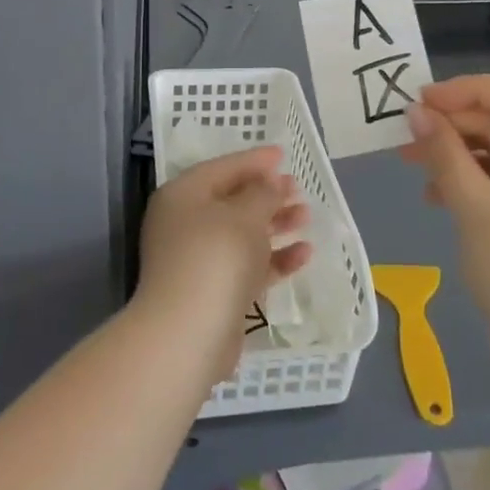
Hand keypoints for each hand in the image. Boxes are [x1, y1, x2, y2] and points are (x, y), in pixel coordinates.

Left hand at [137, 147, 312, 381]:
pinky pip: (248, 265)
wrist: (189, 333)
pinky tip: (304, 253)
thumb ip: (262, 193)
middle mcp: (185, 224)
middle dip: (267, 194)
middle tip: (298, 188)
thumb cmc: (216, 256)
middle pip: (232, 201)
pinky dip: (274, 258)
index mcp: (183, 195)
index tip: (283, 155)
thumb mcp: (245, 214)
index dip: (254, 160)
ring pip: (242, 234)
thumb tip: (269, 183)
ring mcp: (198, 260)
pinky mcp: (214, 292)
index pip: (223, 168)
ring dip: (274, 224)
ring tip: (306, 216)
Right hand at [400, 75, 489, 369]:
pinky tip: (432, 195)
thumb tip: (415, 112)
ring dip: (453, 153)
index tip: (423, 99)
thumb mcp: (480, 215)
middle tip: (405, 130)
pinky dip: (463, 181)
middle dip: (455, 125)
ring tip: (409, 160)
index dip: (471, 91)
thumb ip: (447, 158)